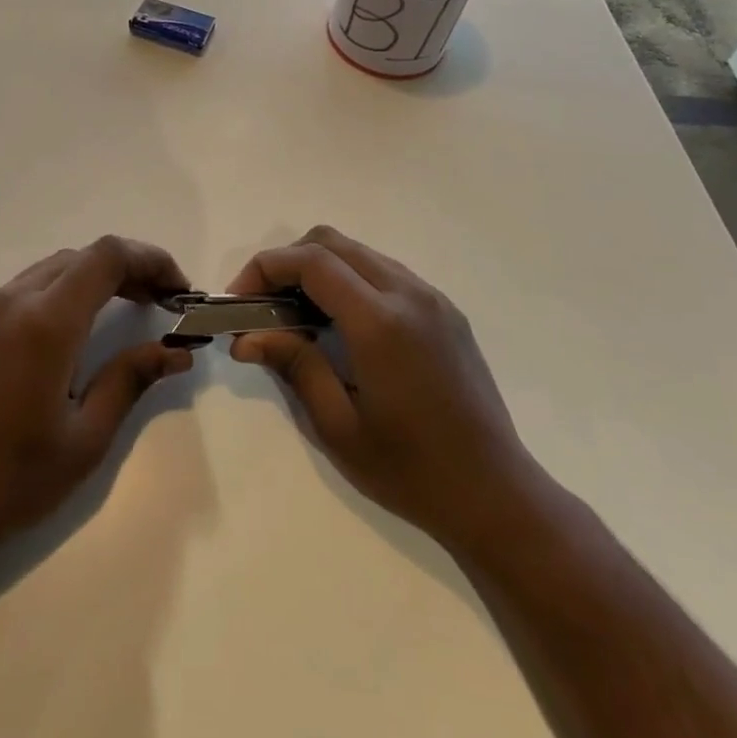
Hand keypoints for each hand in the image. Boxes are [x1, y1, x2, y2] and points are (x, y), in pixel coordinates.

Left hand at [0, 235, 194, 560]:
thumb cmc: (13, 480)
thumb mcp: (86, 437)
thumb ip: (132, 379)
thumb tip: (178, 351)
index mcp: (46, 322)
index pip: (108, 257)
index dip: (151, 260)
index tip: (177, 290)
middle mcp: (12, 300)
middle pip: (81, 257)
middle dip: (127, 270)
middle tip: (158, 303)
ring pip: (50, 270)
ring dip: (91, 279)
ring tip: (121, 311)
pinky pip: (21, 291)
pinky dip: (57, 294)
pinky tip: (66, 334)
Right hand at [228, 225, 534, 547]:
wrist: (497, 494)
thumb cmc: (411, 470)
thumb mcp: (338, 427)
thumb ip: (293, 366)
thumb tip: (246, 336)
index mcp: (381, 322)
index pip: (311, 261)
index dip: (265, 268)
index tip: (239, 300)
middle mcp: (408, 294)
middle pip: (332, 242)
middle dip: (287, 262)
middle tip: (263, 305)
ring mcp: (432, 298)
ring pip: (360, 253)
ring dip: (319, 269)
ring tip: (297, 316)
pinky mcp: (445, 311)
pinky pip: (385, 273)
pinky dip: (351, 280)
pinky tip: (341, 325)